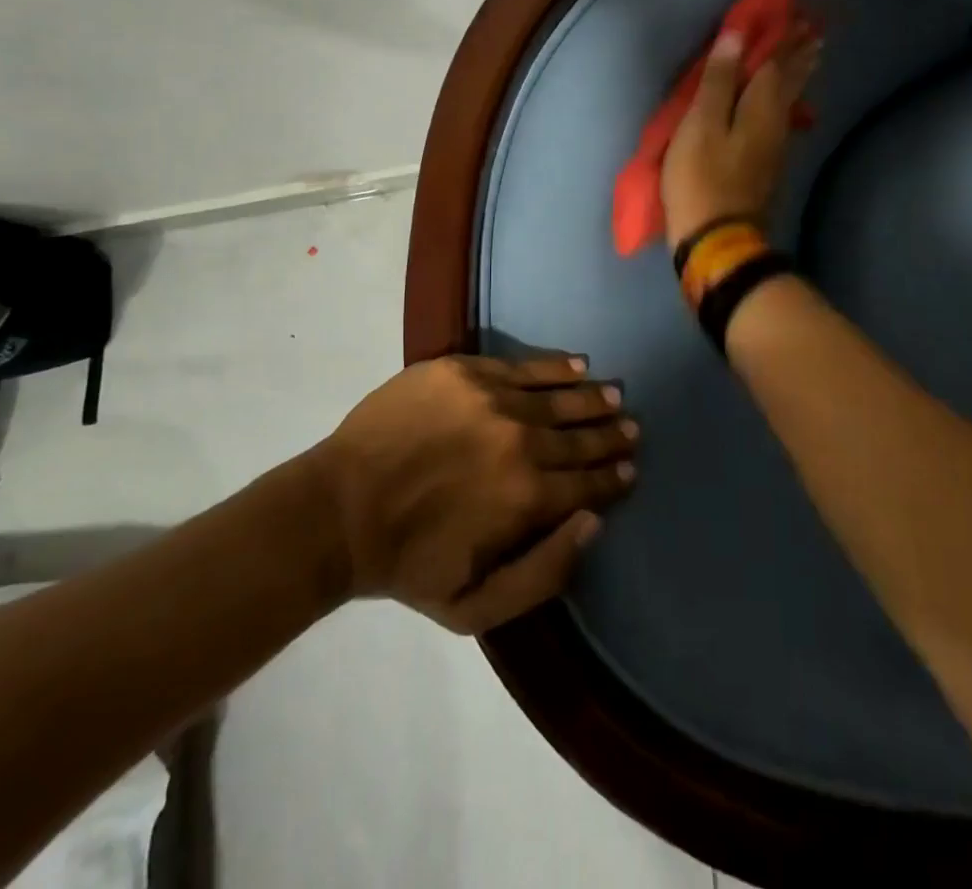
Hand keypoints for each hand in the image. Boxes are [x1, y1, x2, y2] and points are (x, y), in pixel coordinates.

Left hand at [313, 354, 636, 633]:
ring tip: (614, 395)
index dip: (613, 477)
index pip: (588, 483)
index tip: (629, 469)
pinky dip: (554, 367)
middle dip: (611, 435)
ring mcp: (492, 399)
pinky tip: (576, 365)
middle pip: (580, 437)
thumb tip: (594, 522)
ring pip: (559, 397)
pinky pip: (523, 366)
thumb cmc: (408, 564)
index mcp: (528, 496)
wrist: (339, 509)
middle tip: (632, 429)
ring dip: (592, 398)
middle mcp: (521, 440)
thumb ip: (545, 571)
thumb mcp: (475, 607)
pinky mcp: (465, 371)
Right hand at [660, 24, 821, 249]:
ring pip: (789, 100)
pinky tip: (786, 105)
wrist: (717, 239)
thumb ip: (719, 81)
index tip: (799, 13)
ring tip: (809, 58)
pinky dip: (786, 100)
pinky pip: (781, 118)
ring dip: (798, 76)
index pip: (776, 62)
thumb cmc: (702, 178)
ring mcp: (773, 147)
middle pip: (790, 81)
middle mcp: (775, 122)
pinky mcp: (765, 165)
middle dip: (800, 55)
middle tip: (815, 32)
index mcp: (761, 107)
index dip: (783, 37)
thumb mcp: (701, 125)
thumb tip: (737, 36)